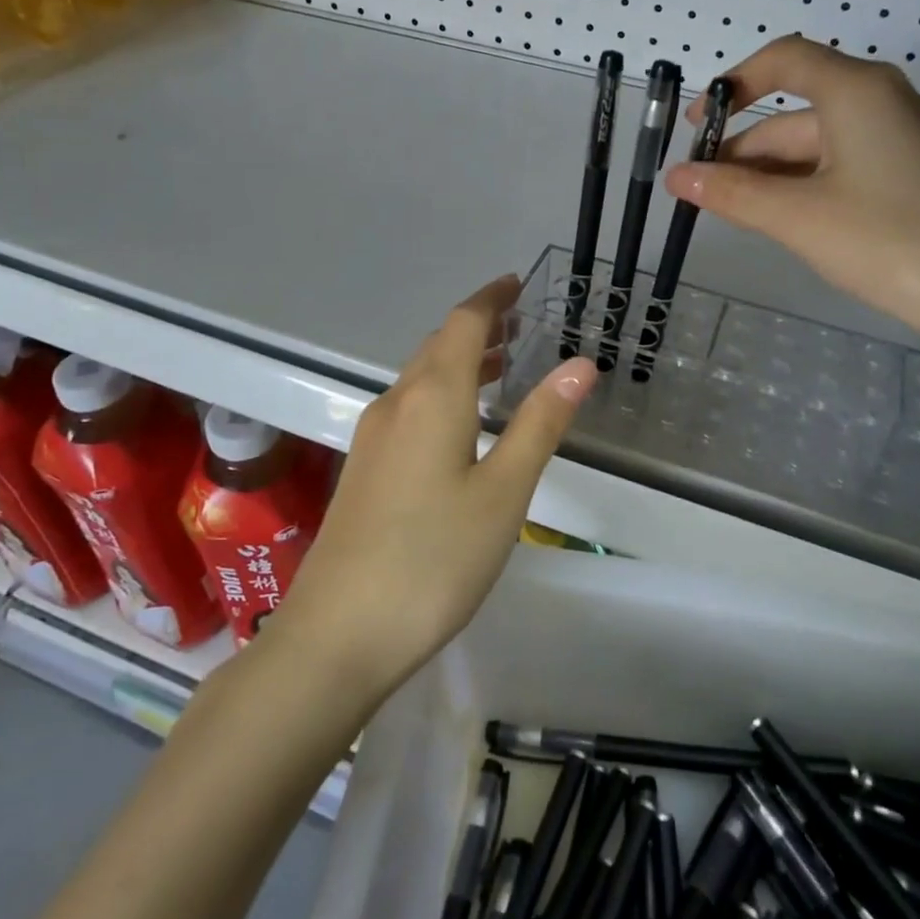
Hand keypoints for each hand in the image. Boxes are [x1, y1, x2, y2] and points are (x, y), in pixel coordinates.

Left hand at [269, 276, 596, 703]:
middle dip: (477, 327)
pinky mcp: (364, 469)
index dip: (491, 299)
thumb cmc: (434, 559)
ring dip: (458, 360)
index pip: (462, 324)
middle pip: (437, 346)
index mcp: (432, 397)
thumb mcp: (503, 492)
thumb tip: (581, 365)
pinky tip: (459, 423)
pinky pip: (408, 406)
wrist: (338, 634)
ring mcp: (372, 437)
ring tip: (499, 364)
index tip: (517, 284)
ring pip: (420, 377)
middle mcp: (395, 404)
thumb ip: (541, 423)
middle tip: (519, 323)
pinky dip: (441, 392)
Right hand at [664, 36, 919, 349]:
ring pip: (815, 145)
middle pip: (795, 112)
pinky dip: (801, 185)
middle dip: (743, 149)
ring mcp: (898, 140)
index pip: (784, 59)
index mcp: (857, 91)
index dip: (733, 85)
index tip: (695, 126)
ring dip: (768, 173)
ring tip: (727, 211)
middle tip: (699, 191)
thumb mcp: (797, 217)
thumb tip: (675, 178)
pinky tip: (776, 218)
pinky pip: (838, 166)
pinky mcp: (907, 175)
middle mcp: (881, 102)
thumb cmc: (886, 241)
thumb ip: (732, 193)